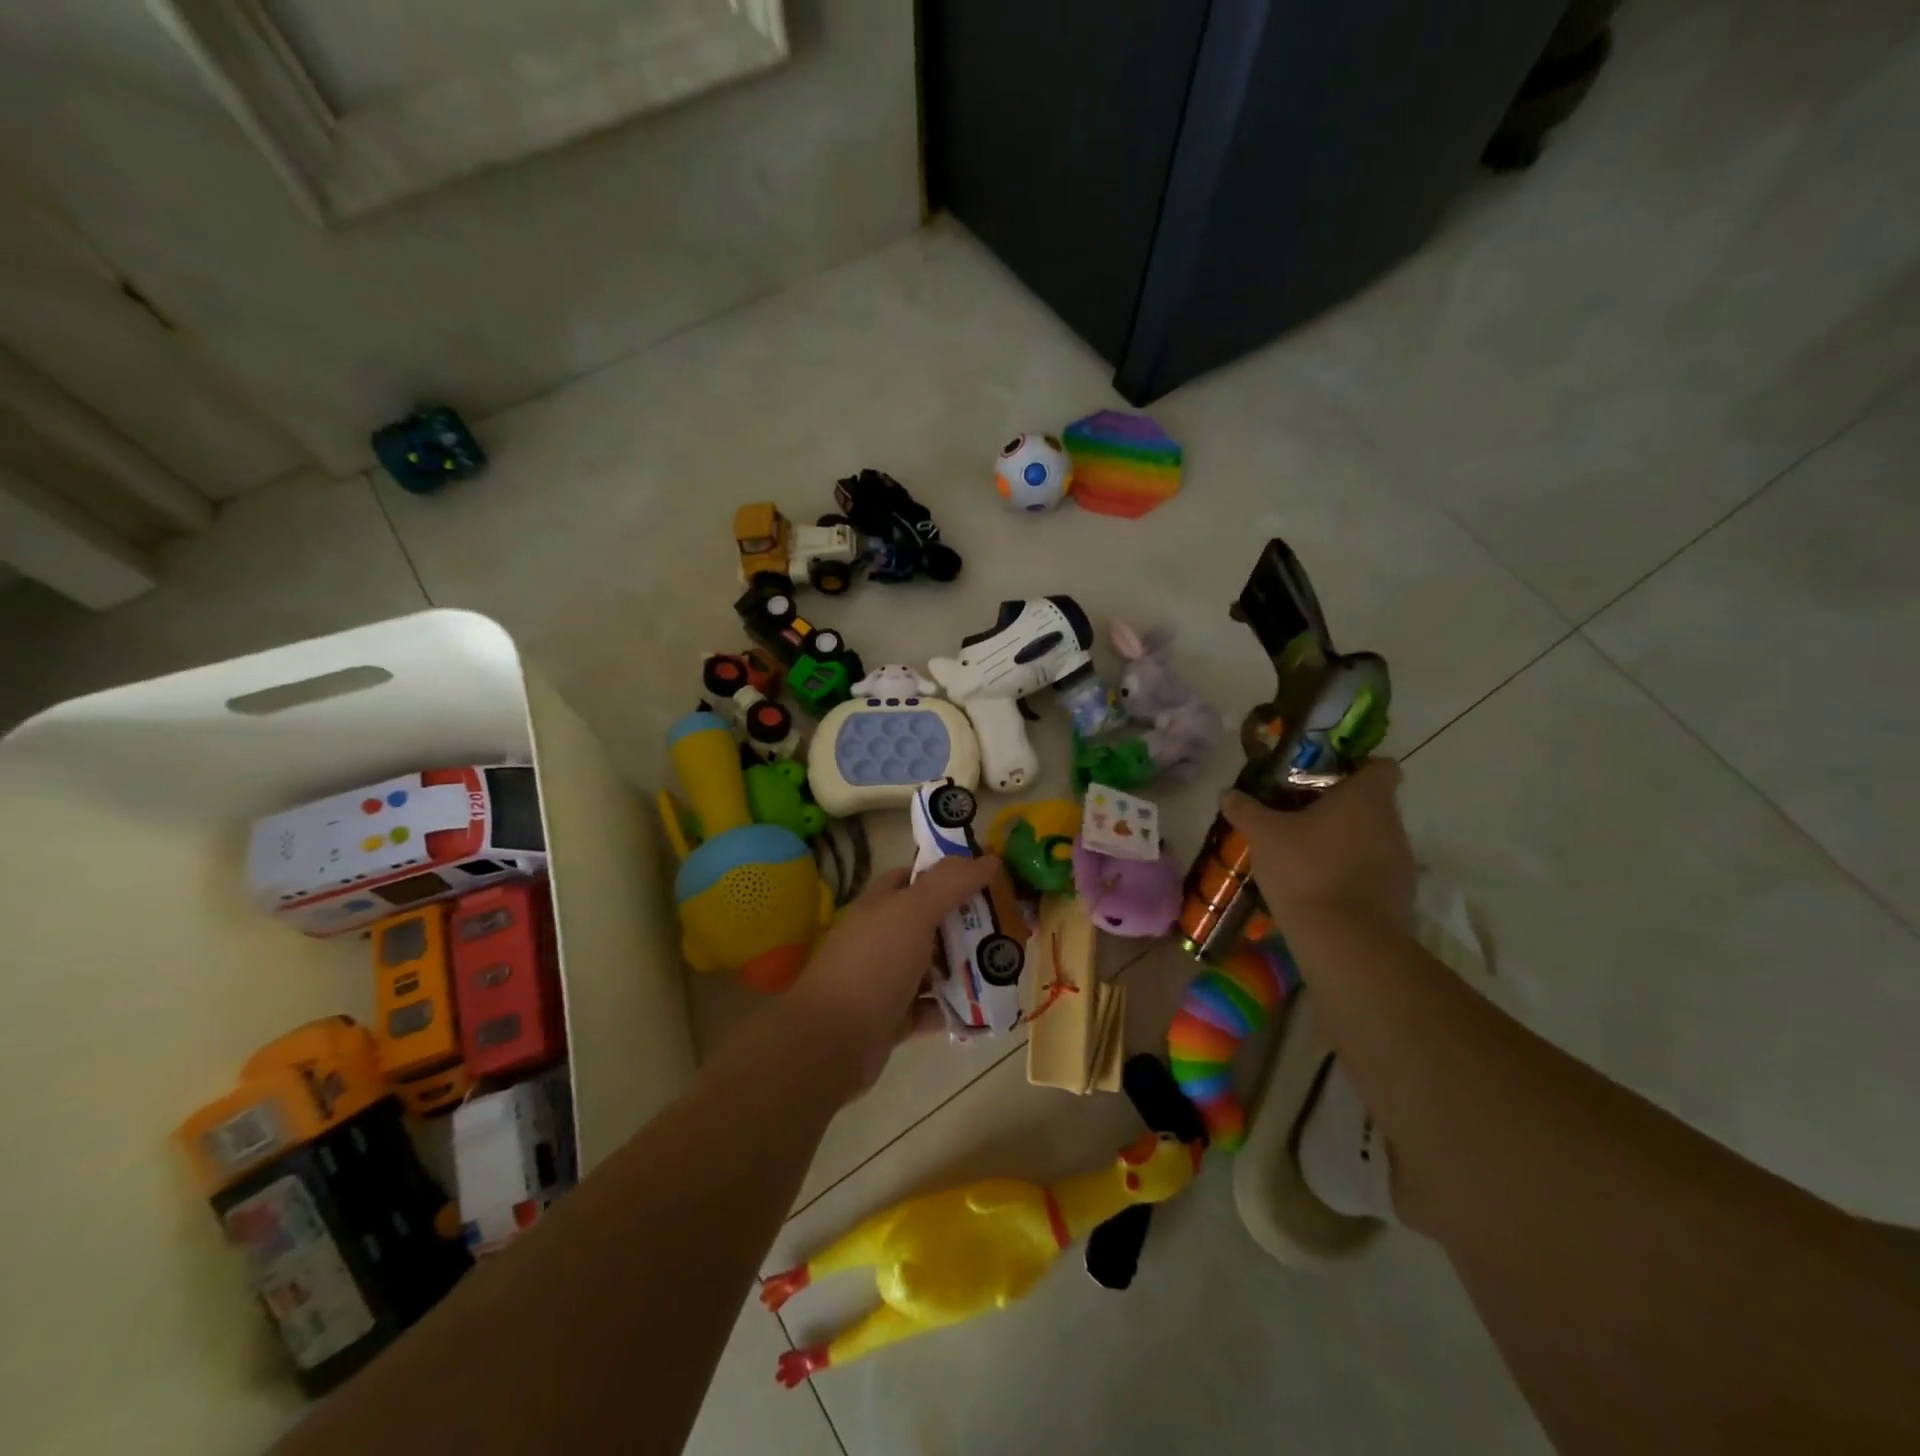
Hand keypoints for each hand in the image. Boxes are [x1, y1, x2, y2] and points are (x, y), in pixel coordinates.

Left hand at [788, 856, 1002, 1091]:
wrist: (831, 1042)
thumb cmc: (873, 965)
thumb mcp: (912, 912)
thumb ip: (950, 883)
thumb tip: (988, 857)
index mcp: (881, 905)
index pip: (917, 878)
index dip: (950, 873)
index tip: (990, 877)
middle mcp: (882, 937)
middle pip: (932, 922)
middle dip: (968, 922)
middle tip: (1012, 923)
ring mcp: (886, 979)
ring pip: (934, 965)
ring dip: (966, 966)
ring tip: (1008, 964)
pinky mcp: (893, 1018)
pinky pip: (932, 1007)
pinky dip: (956, 1007)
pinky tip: (986, 1006)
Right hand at [1222, 758, 1414, 932]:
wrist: (1344, 939)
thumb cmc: (1305, 869)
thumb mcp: (1263, 835)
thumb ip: (1245, 809)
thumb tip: (1227, 793)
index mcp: (1366, 797)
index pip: (1380, 766)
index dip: (1356, 768)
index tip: (1324, 779)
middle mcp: (1392, 822)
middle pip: (1372, 803)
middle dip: (1339, 807)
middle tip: (1300, 816)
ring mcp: (1401, 860)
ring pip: (1373, 837)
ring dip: (1345, 841)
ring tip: (1306, 854)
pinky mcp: (1400, 894)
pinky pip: (1374, 870)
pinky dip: (1352, 872)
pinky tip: (1320, 886)